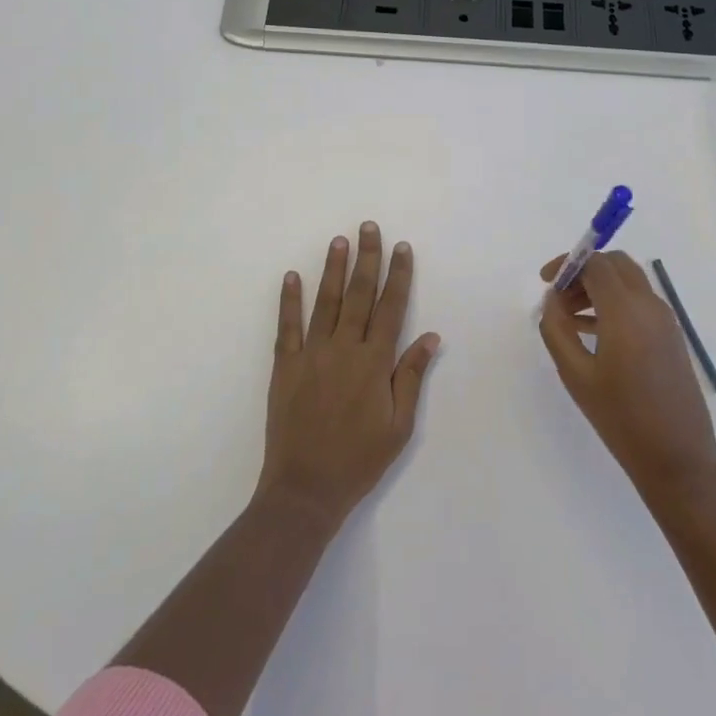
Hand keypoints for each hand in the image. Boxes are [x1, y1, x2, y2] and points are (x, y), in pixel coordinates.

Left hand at [258, 222, 440, 525]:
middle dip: (367, 259)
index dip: (398, 275)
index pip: (391, 308)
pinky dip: (289, 300)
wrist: (305, 489)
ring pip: (324, 302)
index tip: (402, 248)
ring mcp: (311, 355)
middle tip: (368, 227)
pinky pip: (287, 326)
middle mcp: (344, 349)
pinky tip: (291, 276)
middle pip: (358, 295)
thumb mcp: (399, 425)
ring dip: (332, 269)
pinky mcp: (285, 367)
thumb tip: (430, 336)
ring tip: (338, 241)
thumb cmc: (359, 460)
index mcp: (375, 362)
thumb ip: (411, 376)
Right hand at [538, 251, 715, 498]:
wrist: (677, 457)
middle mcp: (650, 305)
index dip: (567, 263)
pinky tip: (592, 331)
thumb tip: (552, 299)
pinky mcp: (671, 335)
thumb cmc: (621, 417)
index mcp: (626, 310)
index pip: (596, 263)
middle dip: (584, 271)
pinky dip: (615, 302)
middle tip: (558, 297)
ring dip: (598, 287)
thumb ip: (557, 330)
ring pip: (629, 281)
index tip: (544, 281)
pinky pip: (639, 302)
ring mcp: (665, 319)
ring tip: (569, 318)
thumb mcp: (576, 374)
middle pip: (615, 264)